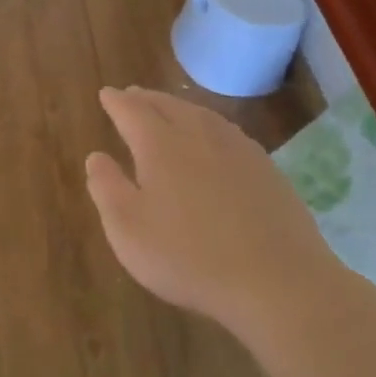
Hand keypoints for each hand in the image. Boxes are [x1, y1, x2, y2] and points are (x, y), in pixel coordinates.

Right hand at [85, 87, 346, 334]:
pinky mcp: (267, 171)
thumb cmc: (188, 257)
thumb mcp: (128, 229)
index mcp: (160, 145)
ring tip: (168, 108)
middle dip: (146, 99)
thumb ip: (107, 188)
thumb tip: (97, 157)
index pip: (132, 111)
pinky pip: (229, 132)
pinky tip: (213, 139)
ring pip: (202, 115)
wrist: (278, 283)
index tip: (106, 94)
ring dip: (179, 106)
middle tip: (132, 94)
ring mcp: (238, 150)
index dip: (116, 102)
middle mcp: (198, 136)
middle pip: (168, 106)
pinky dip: (210, 125)